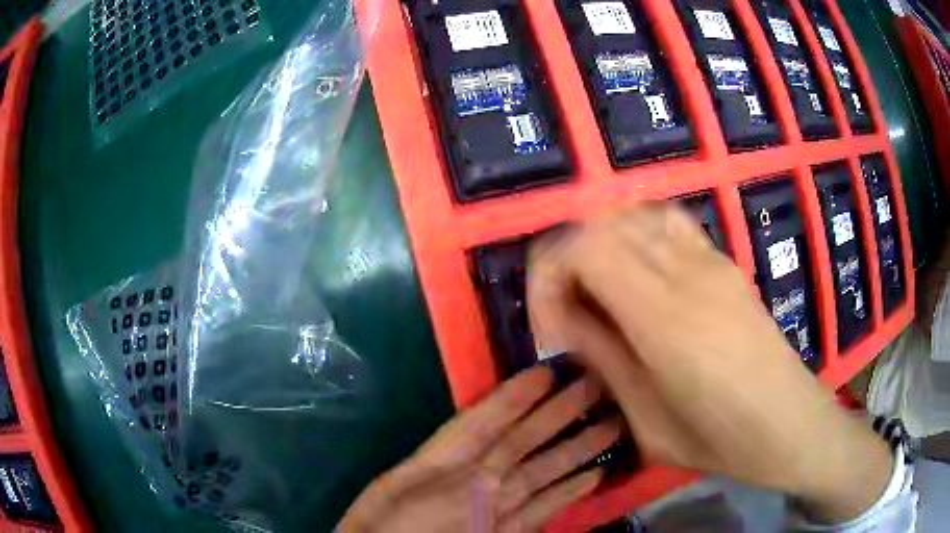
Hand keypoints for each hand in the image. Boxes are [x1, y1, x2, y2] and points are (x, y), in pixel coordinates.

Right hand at [337, 368, 619, 532]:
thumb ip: (432, 457)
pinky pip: (548, 510)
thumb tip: (468, 432)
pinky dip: (571, 492)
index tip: (548, 372)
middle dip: (561, 411)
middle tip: (595, 384)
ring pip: (546, 473)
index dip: (519, 395)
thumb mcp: (391, 481)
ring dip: (580, 448)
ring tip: (611, 425)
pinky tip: (593, 477)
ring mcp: (501, 513)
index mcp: (441, 466)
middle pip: (525, 442)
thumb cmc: (382, 521)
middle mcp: (478, 485)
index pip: (486, 422)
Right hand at [527, 204, 892, 523]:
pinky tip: (639, 277)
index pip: (585, 248)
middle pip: (603, 223)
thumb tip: (563, 321)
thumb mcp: (648, 422)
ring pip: (634, 215)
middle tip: (567, 313)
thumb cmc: (721, 441)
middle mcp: (688, 273)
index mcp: (666, 320)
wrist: (791, 424)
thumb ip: (603, 360)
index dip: (548, 274)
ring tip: (598, 293)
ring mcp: (712, 260)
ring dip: (601, 244)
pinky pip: (667, 223)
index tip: (548, 324)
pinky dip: (636, 236)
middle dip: (567, 260)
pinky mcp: (725, 262)